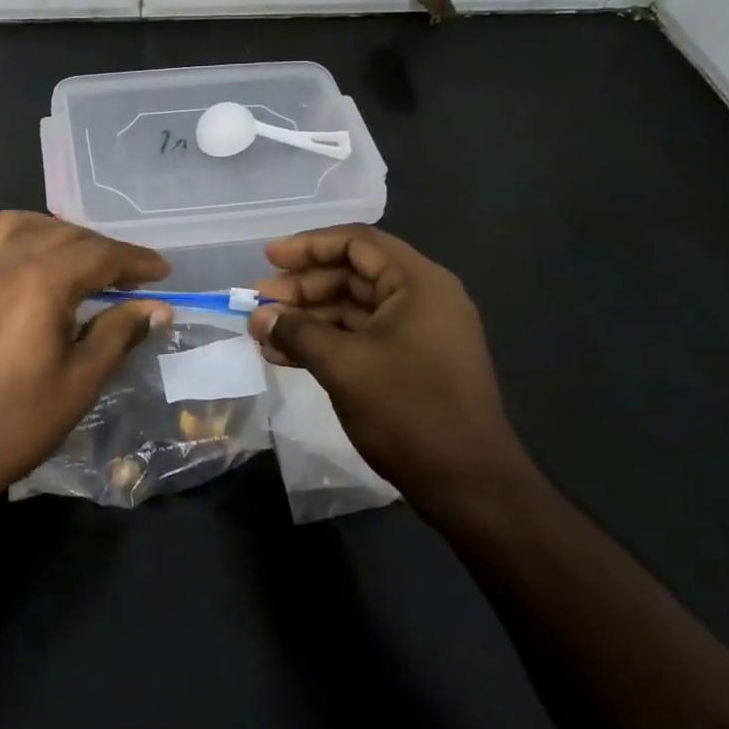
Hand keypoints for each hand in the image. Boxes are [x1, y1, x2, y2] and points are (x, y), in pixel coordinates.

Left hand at [0, 211, 172, 512]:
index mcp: (40, 281)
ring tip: (66, 251)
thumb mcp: (79, 384)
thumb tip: (157, 307)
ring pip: (6, 224)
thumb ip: (118, 334)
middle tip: (124, 274)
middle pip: (59, 234)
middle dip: (98, 247)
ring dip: (44, 229)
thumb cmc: (12, 426)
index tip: (161, 271)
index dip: (135, 260)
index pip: (100, 255)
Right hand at [247, 225, 532, 516]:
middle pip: (354, 274)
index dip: (309, 246)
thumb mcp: (344, 366)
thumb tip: (257, 316)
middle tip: (259, 300)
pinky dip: (327, 342)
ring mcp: (420, 333)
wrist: (470, 485)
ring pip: (355, 309)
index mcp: (418, 283)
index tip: (269, 259)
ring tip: (264, 331)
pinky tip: (286, 356)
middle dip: (303, 287)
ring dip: (309, 318)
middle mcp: (423, 299)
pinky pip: (363, 338)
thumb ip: (297, 332)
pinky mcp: (413, 364)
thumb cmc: (409, 410)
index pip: (358, 243)